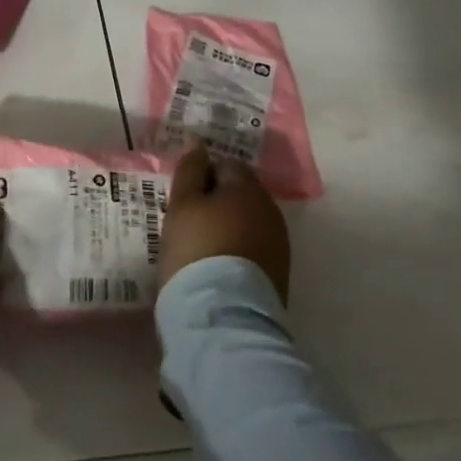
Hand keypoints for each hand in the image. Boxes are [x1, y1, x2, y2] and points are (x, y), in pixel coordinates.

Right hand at [159, 143, 291, 302]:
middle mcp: (270, 209)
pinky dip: (237, 251)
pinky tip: (217, 267)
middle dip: (216, 201)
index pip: (224, 165)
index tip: (182, 198)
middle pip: (239, 193)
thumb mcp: (181, 204)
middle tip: (188, 222)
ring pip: (247, 222)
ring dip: (228, 227)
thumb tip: (198, 142)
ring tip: (201, 247)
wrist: (223, 318)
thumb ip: (190, 169)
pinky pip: (254, 249)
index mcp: (247, 187)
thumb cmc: (196, 249)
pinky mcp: (279, 275)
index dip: (200, 177)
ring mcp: (279, 244)